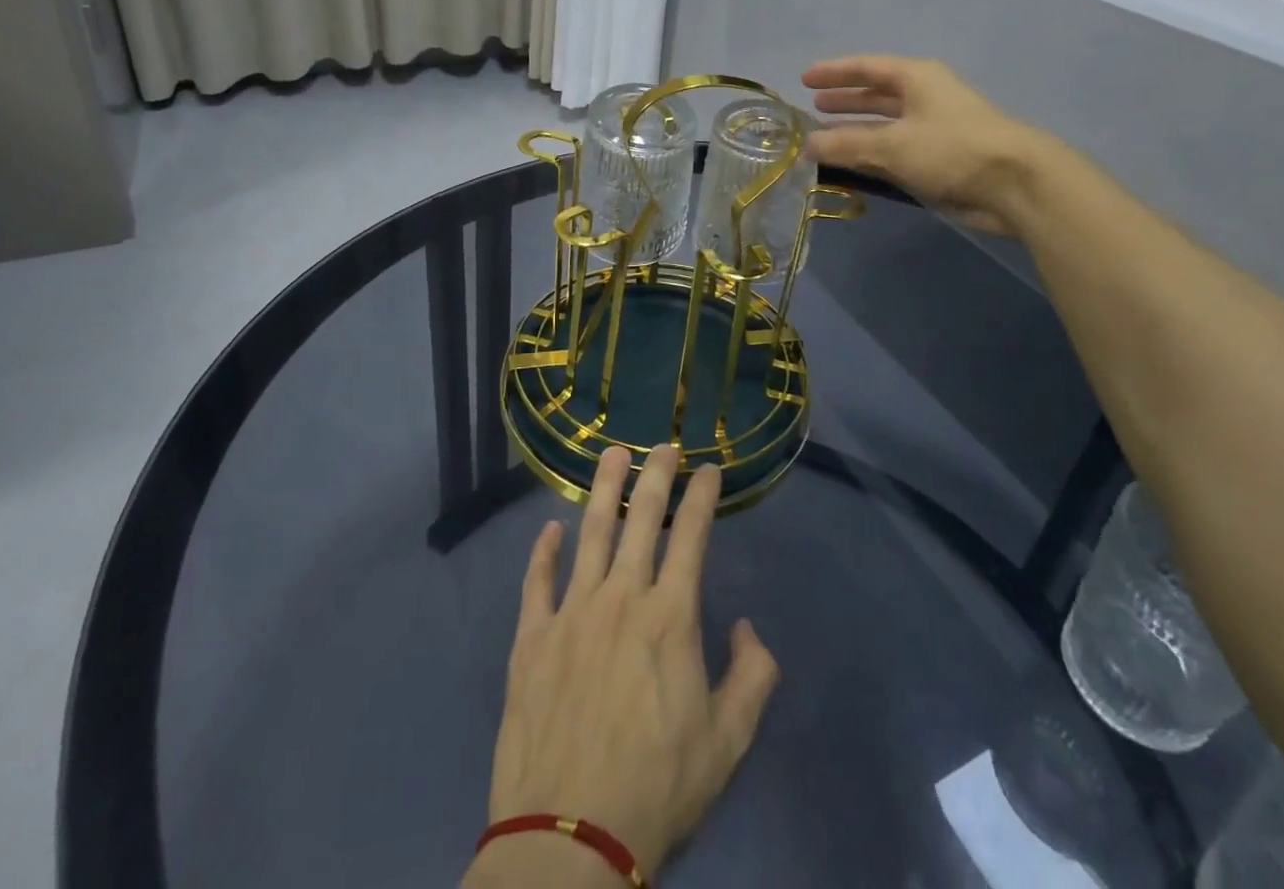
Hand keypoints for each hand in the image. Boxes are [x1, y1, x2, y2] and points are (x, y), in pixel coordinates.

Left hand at [466, 445, 779, 885]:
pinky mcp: (531, 638)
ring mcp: (571, 613)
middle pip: (639, 518)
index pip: (691, 536)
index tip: (709, 468)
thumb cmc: (656, 787)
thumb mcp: (727, 743)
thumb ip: (752, 677)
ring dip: (602, 489)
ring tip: (611, 455)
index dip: (702, 496)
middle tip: (663, 445)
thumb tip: (748, 629)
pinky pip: (537, 581)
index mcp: (669, 617)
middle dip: (655, 475)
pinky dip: (544, 550)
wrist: (568, 839)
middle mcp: (620, 598)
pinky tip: (551, 529)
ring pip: (589, 533)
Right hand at [804, 55, 1046, 234]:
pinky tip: (851, 165)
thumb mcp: (891, 144)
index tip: (805, 79)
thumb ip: (846, 144)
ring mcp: (933, 129)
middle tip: (814, 107)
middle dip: (846, 100)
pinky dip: (872, 155)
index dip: (836, 72)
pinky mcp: (938, 159)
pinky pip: (895, 152)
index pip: (868, 67)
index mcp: (917, 79)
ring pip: (885, 126)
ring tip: (825, 137)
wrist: (1014, 185)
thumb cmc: (951, 148)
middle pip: (877, 94)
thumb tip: (808, 144)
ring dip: (856, 131)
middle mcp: (925, 98)